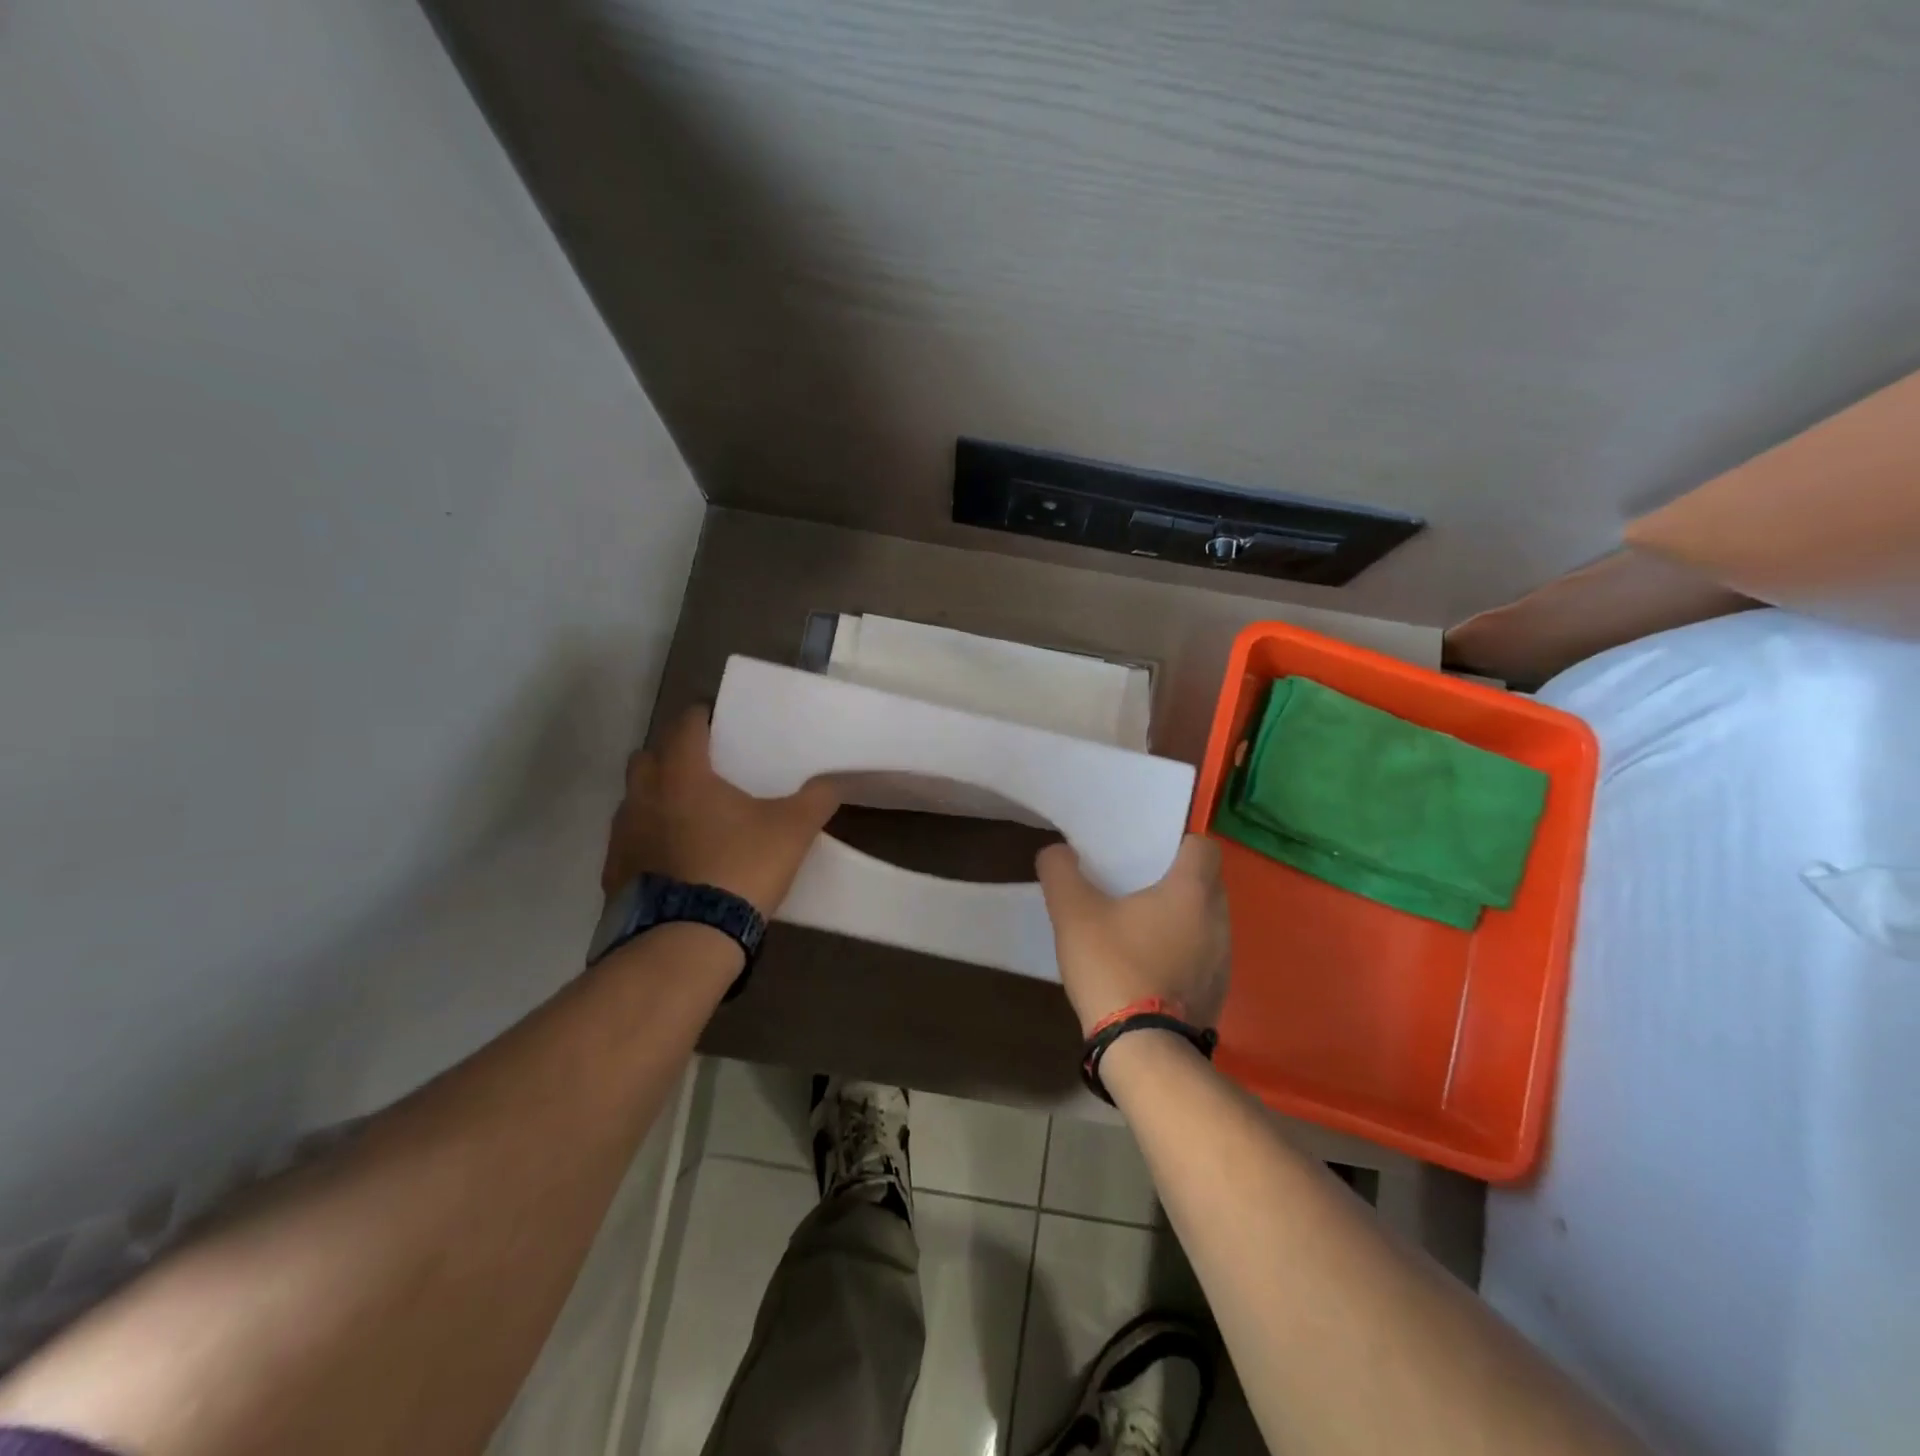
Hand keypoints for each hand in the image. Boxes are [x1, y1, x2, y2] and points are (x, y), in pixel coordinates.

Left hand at [601, 708, 840, 916]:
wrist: (687, 939)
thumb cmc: (740, 868)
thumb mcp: (792, 830)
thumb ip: (816, 799)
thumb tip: (835, 781)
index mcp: (682, 773)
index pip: (685, 724)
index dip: (703, 717)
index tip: (720, 722)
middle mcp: (642, 794)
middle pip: (648, 756)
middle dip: (671, 756)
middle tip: (704, 770)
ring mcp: (622, 834)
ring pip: (634, 799)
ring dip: (656, 798)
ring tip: (690, 817)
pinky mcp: (614, 871)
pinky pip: (629, 840)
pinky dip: (648, 839)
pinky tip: (675, 859)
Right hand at [1036, 834, 1231, 1035]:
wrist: (1142, 1049)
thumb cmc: (1113, 967)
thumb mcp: (1073, 913)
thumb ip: (1060, 872)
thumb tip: (1057, 851)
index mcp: (1192, 891)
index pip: (1203, 846)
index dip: (1178, 843)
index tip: (1147, 852)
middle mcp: (1218, 920)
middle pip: (1206, 882)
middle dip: (1176, 880)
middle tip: (1137, 884)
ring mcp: (1223, 960)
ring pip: (1206, 921)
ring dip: (1181, 918)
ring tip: (1141, 926)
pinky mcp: (1218, 993)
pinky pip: (1204, 956)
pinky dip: (1183, 952)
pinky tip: (1149, 966)